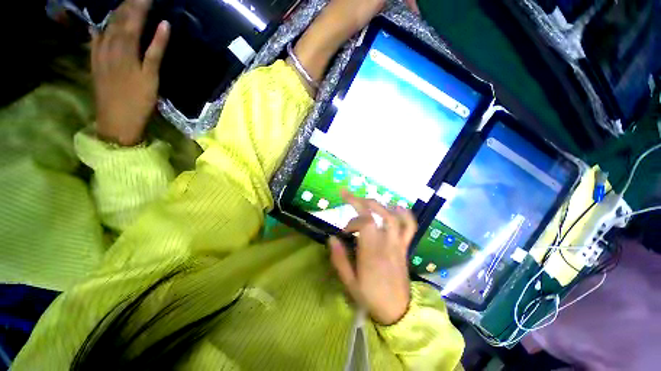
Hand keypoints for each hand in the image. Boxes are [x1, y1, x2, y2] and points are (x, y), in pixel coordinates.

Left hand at [91, 0, 169, 145]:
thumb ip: (156, 50)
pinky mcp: (95, 61)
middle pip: (119, 17)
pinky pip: (95, 38)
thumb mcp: (152, 77)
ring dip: (117, 12)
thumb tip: (164, 25)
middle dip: (130, 4)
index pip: (135, 17)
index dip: (142, 4)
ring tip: (125, 3)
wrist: (116, 120)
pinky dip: (99, 27)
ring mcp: (99, 52)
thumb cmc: (139, 101)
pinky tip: (99, 23)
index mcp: (126, 48)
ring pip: (107, 25)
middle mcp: (110, 44)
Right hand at [329, 191, 416, 324]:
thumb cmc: (371, 296)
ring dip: (378, 204)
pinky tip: (396, 207)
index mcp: (372, 251)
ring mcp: (398, 243)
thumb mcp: (349, 282)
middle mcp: (386, 242)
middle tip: (346, 195)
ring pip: (392, 216)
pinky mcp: (404, 246)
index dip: (352, 221)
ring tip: (366, 201)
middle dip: (360, 201)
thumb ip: (339, 259)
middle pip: (376, 213)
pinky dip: (404, 214)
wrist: (398, 311)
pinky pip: (410, 227)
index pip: (364, 223)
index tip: (344, 231)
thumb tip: (332, 238)